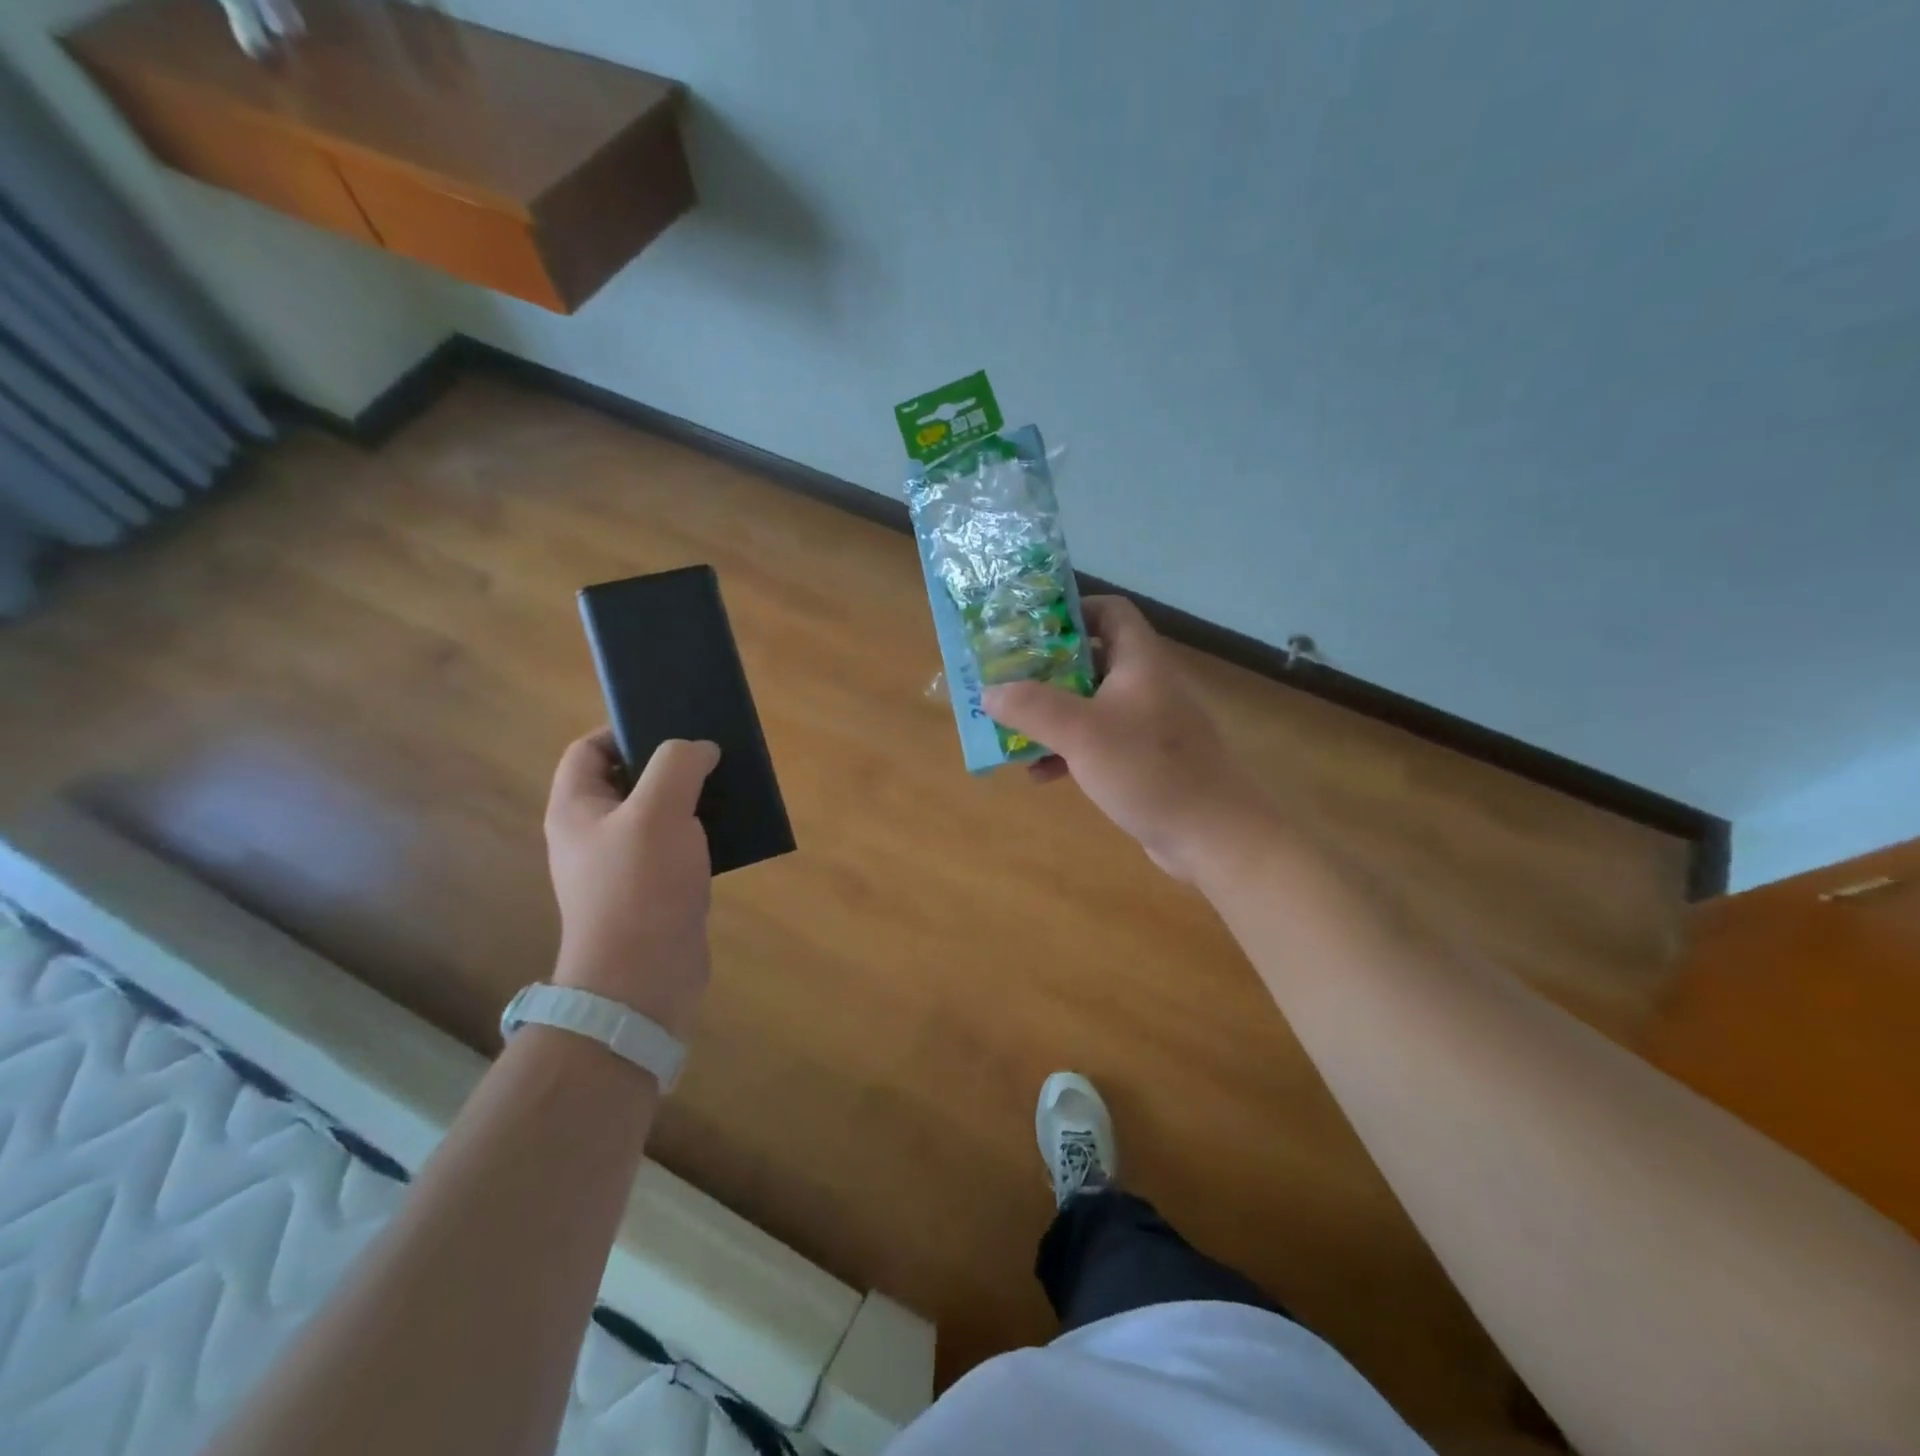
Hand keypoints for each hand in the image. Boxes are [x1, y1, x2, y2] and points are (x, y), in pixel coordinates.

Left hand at [543, 730, 719, 1036]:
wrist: (643, 978)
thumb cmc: (641, 886)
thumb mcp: (659, 811)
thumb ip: (678, 764)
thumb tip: (700, 749)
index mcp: (578, 807)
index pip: (588, 748)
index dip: (623, 729)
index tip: (671, 725)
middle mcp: (593, 832)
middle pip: (628, 779)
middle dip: (668, 763)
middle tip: (709, 754)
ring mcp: (623, 864)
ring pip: (658, 813)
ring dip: (691, 798)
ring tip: (729, 787)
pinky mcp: (653, 890)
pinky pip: (677, 846)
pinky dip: (702, 833)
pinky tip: (732, 831)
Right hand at [983, 596, 1266, 882]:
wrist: (1211, 834)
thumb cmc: (1148, 769)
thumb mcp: (1082, 733)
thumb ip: (1032, 708)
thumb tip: (989, 692)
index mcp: (1140, 662)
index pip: (1109, 612)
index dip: (1071, 611)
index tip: (1029, 628)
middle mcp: (1146, 686)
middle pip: (1092, 660)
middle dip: (1047, 671)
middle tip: (1008, 682)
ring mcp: (1148, 726)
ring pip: (1091, 706)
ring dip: (1053, 717)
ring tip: (1013, 729)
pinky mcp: (1145, 761)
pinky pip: (1099, 744)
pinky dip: (1069, 752)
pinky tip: (1041, 774)